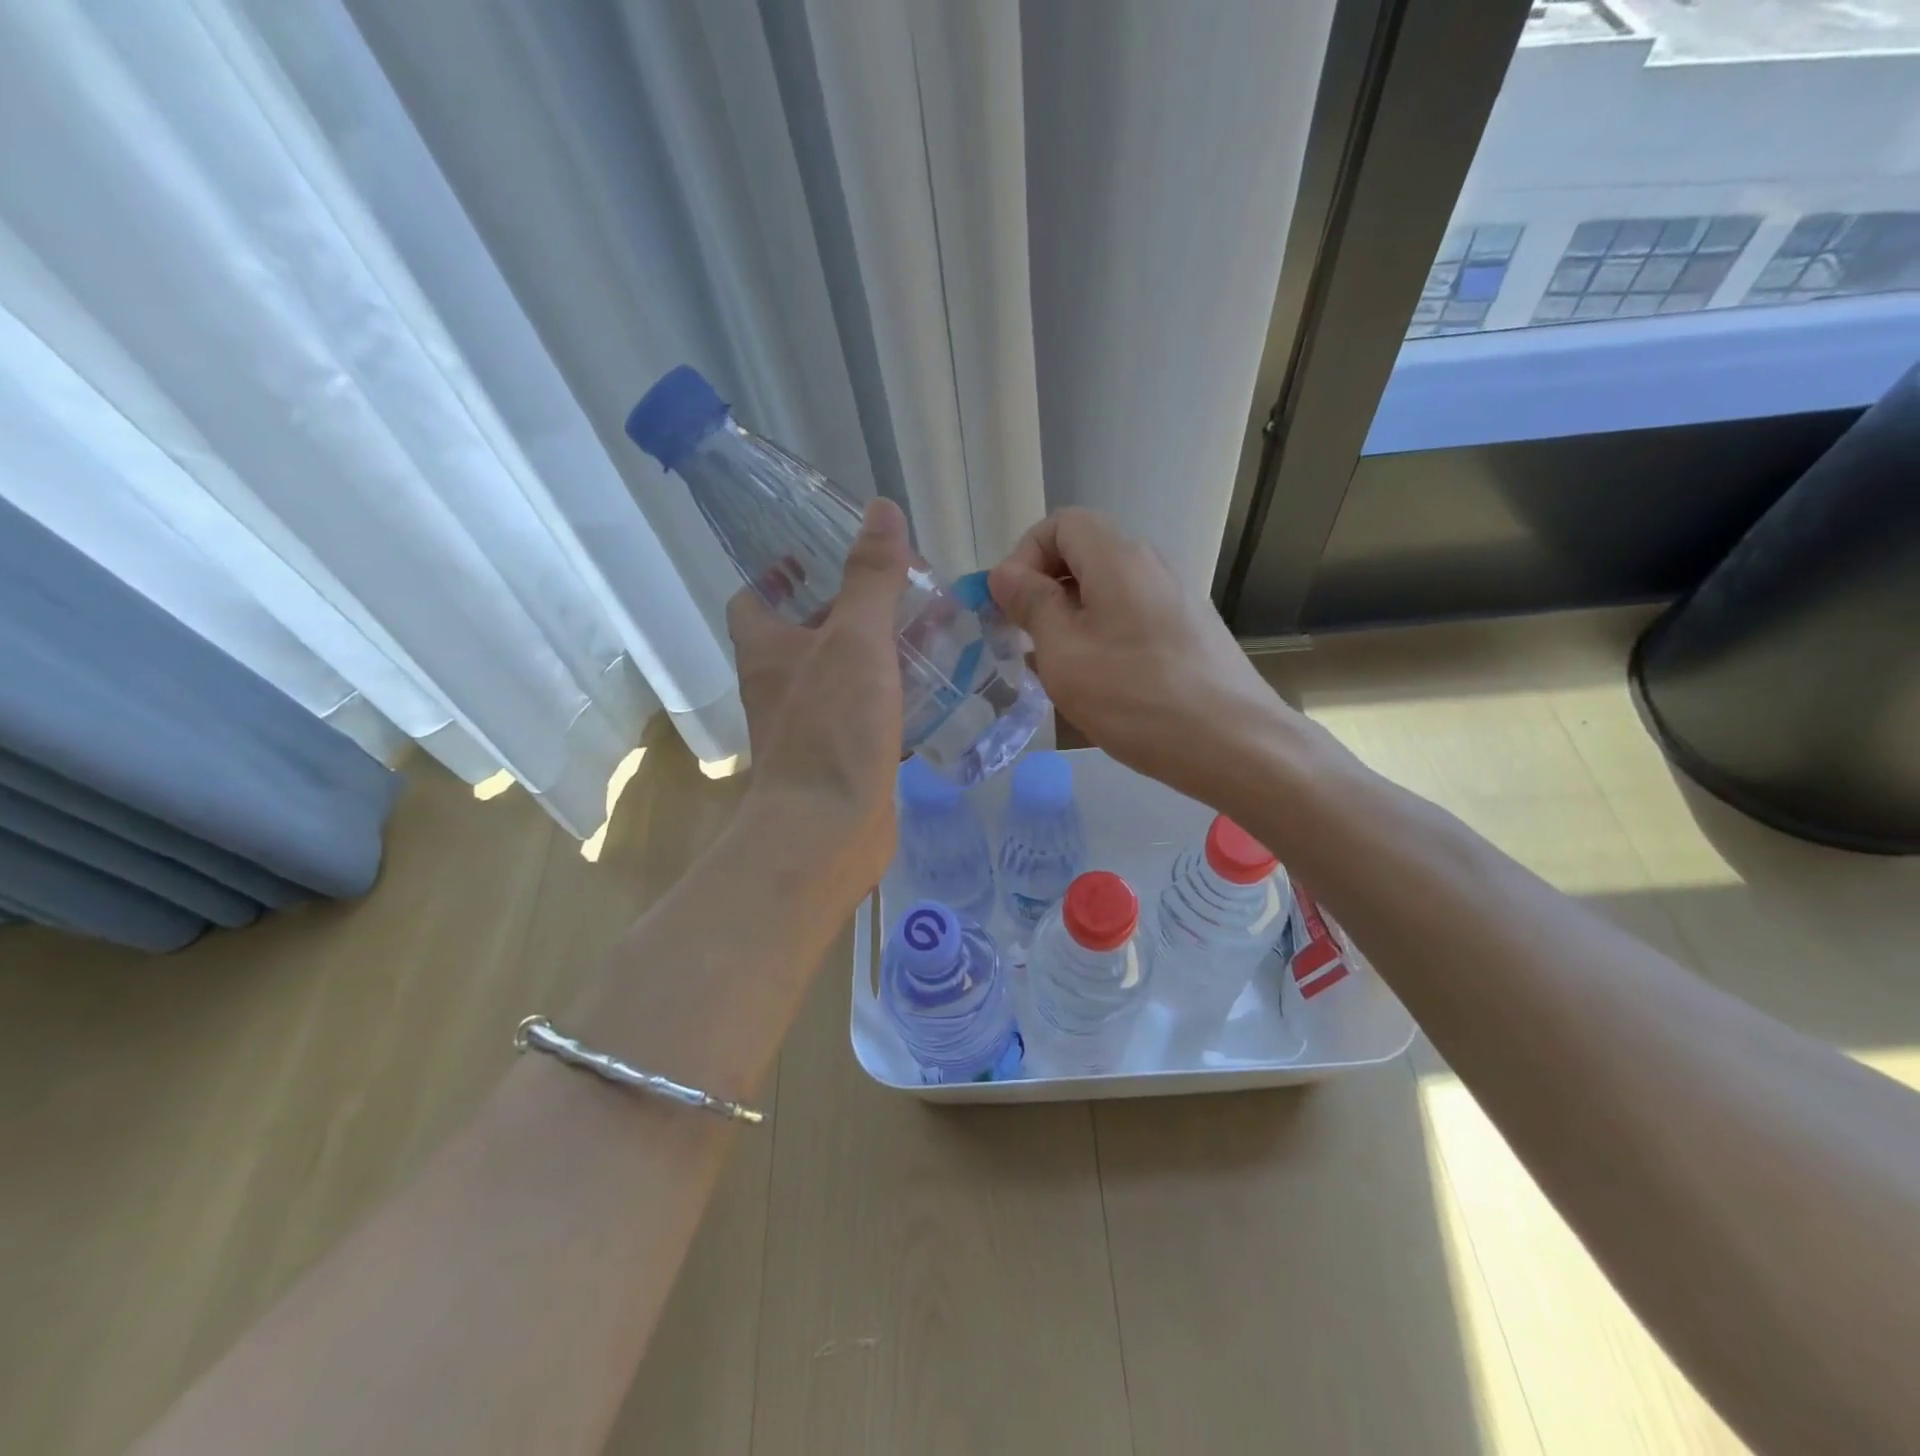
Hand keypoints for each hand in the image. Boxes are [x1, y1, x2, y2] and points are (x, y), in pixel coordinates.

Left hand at [727, 497, 908, 895]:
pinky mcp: (841, 757)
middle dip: (847, 610)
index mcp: (768, 649)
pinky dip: (892, 697)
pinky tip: (933, 690)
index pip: (754, 599)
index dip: (777, 574)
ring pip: (842, 674)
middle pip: (806, 634)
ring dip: (876, 653)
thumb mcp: (855, 639)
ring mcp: (810, 724)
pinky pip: (865, 714)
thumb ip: (870, 577)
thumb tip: (882, 509)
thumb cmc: (831, 727)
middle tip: (899, 592)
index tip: (812, 557)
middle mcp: (781, 684)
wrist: (828, 829)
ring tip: (929, 632)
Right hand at [989, 507, 1290, 801]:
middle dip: (1044, 593)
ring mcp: (1177, 597)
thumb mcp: (1065, 653)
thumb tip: (1005, 574)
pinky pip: (1132, 618)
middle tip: (1026, 643)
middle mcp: (1152, 564)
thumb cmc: (1136, 697)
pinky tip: (1099, 686)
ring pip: (1107, 592)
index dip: (1024, 556)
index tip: (1011, 607)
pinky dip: (1103, 638)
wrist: (1235, 745)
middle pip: (1084, 555)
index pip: (1060, 524)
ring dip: (1071, 621)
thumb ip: (1031, 605)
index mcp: (1118, 558)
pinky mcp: (1191, 631)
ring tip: (1057, 672)